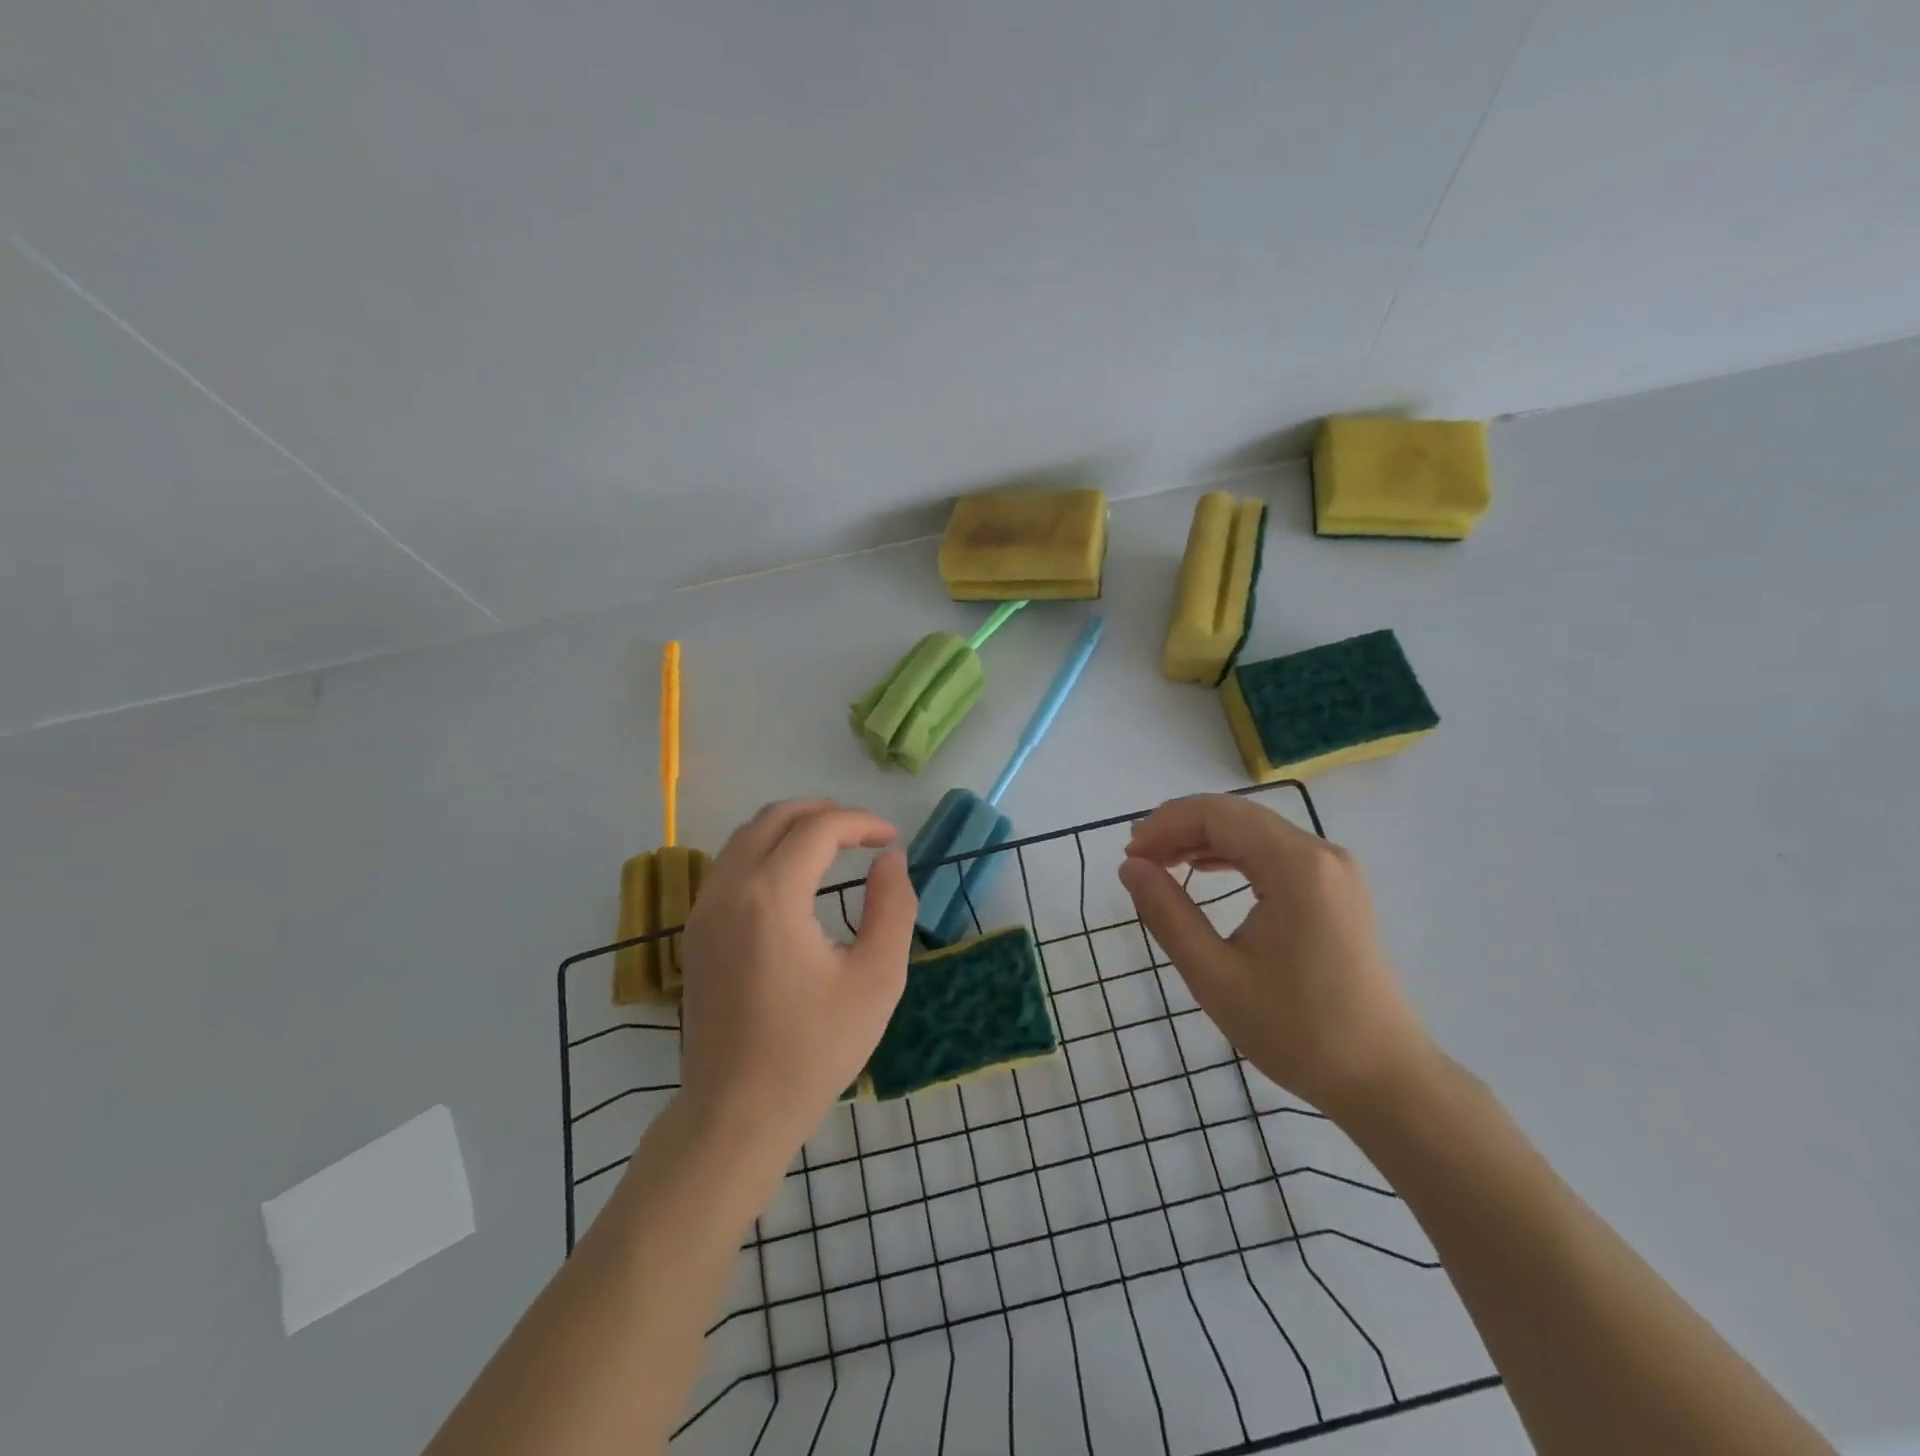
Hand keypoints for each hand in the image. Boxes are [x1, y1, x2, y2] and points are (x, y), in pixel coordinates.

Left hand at [678, 799, 917, 1157]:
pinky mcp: (696, 931)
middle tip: (865, 833)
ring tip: (834, 846)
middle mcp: (729, 889)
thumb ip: (893, 907)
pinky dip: (767, 851)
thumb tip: (891, 859)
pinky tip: (795, 879)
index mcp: (771, 897)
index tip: (892, 840)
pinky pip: (731, 864)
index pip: (818, 828)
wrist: (736, 1112)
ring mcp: (704, 909)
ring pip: (746, 836)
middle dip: (824, 813)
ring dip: (792, 828)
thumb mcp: (876, 979)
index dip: (861, 823)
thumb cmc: (814, 1049)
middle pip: (775, 817)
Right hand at [1117, 794, 1431, 1121]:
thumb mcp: (1215, 975)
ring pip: (1255, 831)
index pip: (1216, 815)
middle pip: (1236, 815)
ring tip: (1161, 863)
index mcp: (1295, 866)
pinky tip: (1204, 870)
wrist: (1384, 1080)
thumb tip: (1130, 866)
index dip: (1165, 825)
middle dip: (1180, 828)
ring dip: (1204, 839)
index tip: (1128, 856)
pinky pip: (1275, 852)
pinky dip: (1234, 855)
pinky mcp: (1338, 890)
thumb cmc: (1296, 1031)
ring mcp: (1335, 870)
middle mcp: (1320, 854)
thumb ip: (1167, 913)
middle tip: (1137, 858)